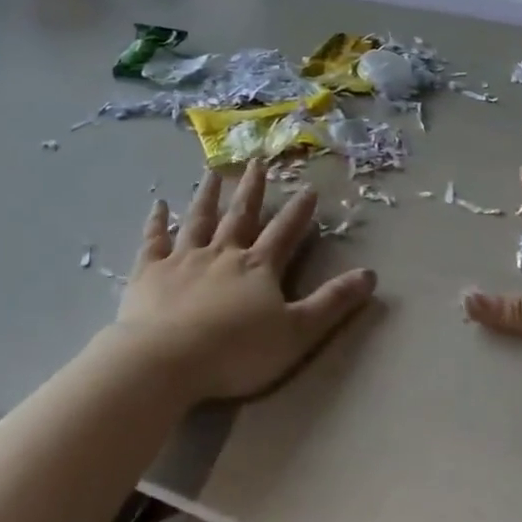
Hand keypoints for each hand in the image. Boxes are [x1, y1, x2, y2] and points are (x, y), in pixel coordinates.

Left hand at [114, 160, 377, 402]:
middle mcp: (222, 253)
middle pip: (240, 215)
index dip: (298, 212)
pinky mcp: (150, 272)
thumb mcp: (297, 332)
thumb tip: (371, 274)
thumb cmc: (235, 352)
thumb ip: (332, 303)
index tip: (309, 187)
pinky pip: (154, 240)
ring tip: (212, 173)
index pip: (284, 232)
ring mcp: (183, 259)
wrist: (166, 360)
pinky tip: (158, 204)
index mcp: (258, 267)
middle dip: (252, 190)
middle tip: (257, 161)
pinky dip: (157, 221)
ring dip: (207, 196)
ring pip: (199, 219)